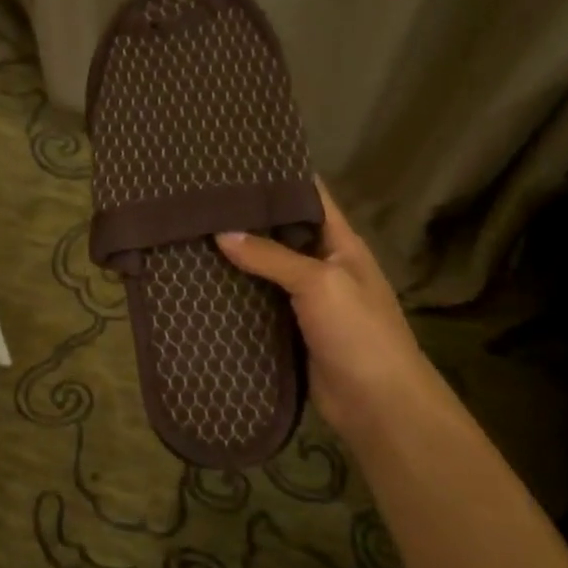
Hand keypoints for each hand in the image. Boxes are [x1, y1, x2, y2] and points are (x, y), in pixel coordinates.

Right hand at [217, 181, 427, 435]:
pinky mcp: (289, 330)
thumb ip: (271, 256)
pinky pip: (259, 304)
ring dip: (236, 258)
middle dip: (247, 218)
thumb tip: (221, 233)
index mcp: (341, 244)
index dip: (281, 177)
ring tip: (191, 234)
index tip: (238, 164)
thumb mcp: (319, 282)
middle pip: (282, 233)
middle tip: (200, 200)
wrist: (376, 404)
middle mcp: (323, 266)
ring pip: (265, 270)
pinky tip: (202, 283)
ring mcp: (306, 300)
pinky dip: (235, 294)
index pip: (310, 197)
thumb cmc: (358, 332)